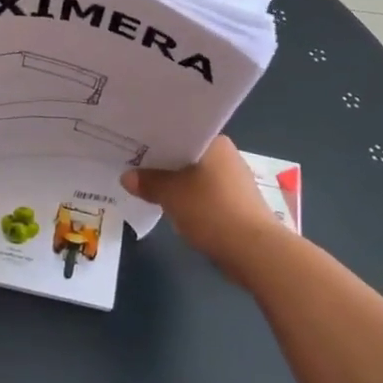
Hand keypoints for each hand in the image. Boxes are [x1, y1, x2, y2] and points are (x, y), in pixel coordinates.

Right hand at [121, 136, 285, 281]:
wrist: (255, 251)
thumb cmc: (212, 211)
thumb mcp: (171, 195)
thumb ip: (148, 182)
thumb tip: (127, 177)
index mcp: (214, 142)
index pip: (179, 131)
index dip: (155, 138)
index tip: (133, 144)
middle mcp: (226, 155)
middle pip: (186, 153)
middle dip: (163, 163)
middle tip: (132, 165)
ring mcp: (233, 180)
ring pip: (194, 175)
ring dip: (175, 182)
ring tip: (146, 186)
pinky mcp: (236, 203)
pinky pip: (204, 193)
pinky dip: (188, 198)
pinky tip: (170, 206)